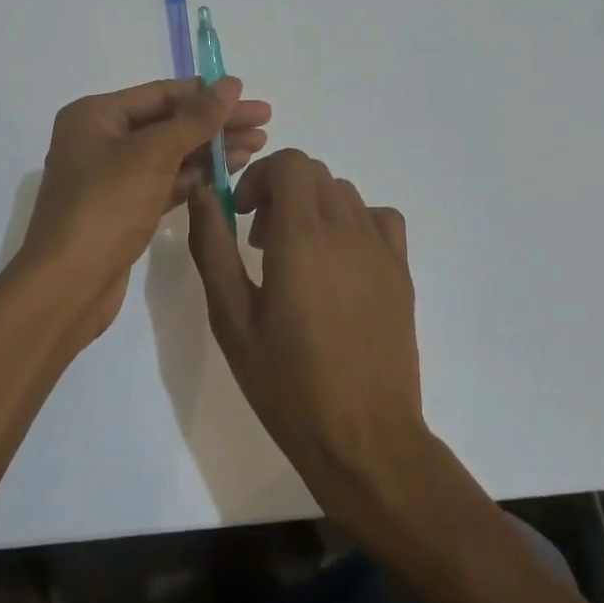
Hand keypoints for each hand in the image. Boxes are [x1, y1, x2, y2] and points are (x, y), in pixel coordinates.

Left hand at [14, 77, 269, 341]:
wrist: (67, 286)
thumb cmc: (105, 207)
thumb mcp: (153, 154)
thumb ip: (195, 118)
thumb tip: (230, 83)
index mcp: (95, 115)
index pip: (161, 94)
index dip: (208, 94)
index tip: (249, 96)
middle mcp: (100, 139)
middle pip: (168, 122)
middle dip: (216, 123)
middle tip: (265, 122)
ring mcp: (111, 176)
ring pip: (170, 153)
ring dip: (211, 149)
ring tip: (258, 146)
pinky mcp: (124, 209)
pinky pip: (165, 181)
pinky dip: (196, 176)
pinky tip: (230, 172)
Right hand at [187, 150, 428, 525]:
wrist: (364, 439)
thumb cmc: (287, 383)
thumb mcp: (232, 318)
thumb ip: (213, 247)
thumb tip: (203, 194)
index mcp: (302, 237)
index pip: (290, 163)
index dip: (260, 177)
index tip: (242, 214)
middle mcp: (346, 230)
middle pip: (314, 174)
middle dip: (280, 191)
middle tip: (260, 241)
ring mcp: (380, 250)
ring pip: (344, 193)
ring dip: (313, 206)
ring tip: (296, 256)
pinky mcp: (401, 272)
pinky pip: (380, 218)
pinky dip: (354, 221)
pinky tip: (340, 261)